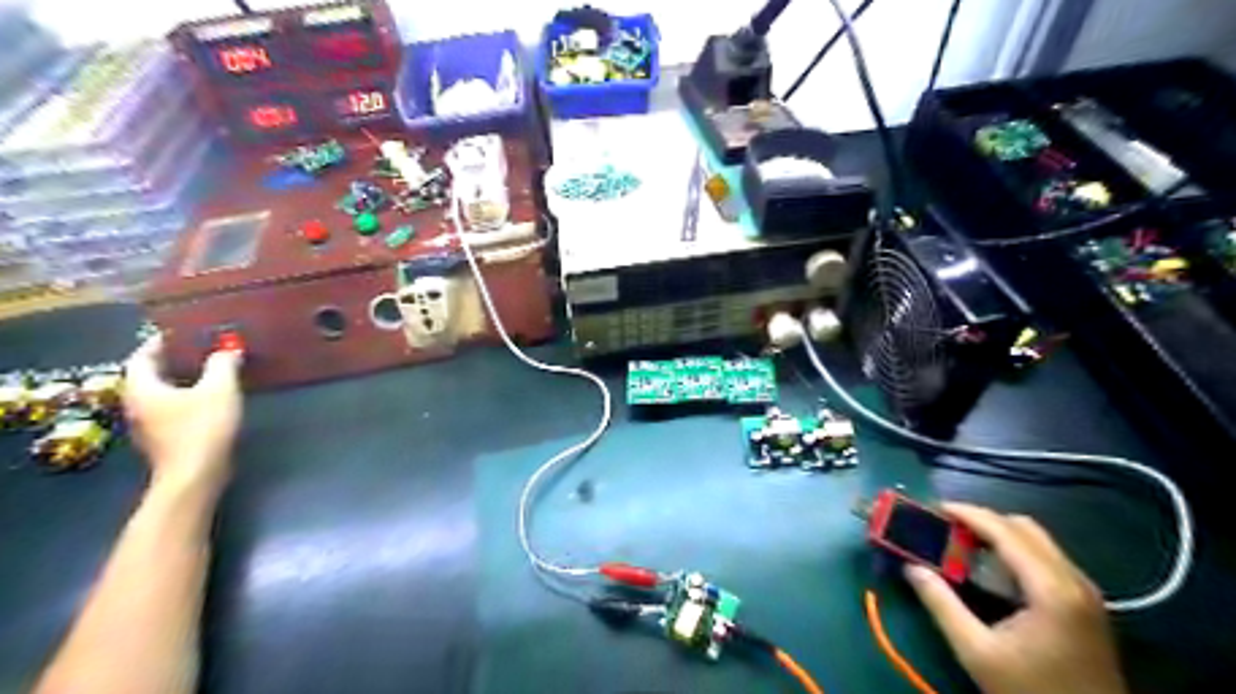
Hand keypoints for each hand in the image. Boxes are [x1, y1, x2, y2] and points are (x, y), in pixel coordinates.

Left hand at [121, 336, 242, 499]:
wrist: (195, 474)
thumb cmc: (203, 427)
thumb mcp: (219, 389)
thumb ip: (223, 365)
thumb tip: (228, 350)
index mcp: (142, 387)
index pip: (141, 356)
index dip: (159, 342)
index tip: (180, 333)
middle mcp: (137, 404)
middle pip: (148, 375)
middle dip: (171, 361)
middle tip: (198, 350)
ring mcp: (148, 424)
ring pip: (160, 394)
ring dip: (180, 380)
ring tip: (208, 372)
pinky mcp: (163, 439)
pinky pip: (170, 409)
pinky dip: (185, 398)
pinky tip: (209, 399)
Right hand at [905, 504, 1126, 693]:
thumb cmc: (1031, 691)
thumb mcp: (977, 651)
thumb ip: (941, 604)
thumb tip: (910, 567)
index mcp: (1050, 588)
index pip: (1005, 531)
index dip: (968, 513)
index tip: (935, 507)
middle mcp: (1074, 580)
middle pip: (1025, 528)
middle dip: (983, 520)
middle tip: (946, 527)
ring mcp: (1085, 592)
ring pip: (1038, 541)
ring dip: (1000, 534)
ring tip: (963, 542)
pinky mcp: (1086, 604)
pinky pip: (1047, 558)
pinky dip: (1016, 551)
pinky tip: (992, 568)